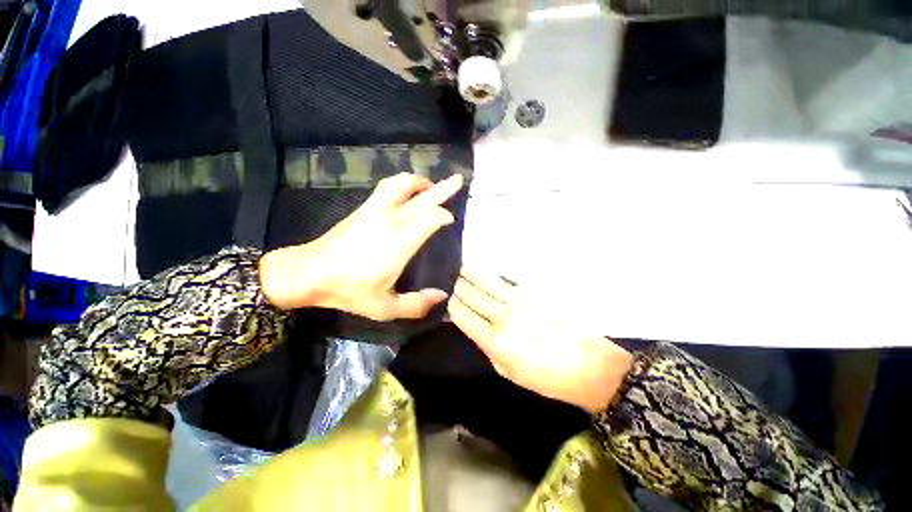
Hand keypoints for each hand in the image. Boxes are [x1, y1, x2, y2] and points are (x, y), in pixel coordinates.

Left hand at [260, 173, 463, 320]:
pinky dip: (404, 184)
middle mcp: (391, 220)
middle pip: (422, 197)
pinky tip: (408, 191)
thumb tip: (442, 296)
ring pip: (402, 184)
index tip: (451, 221)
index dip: (444, 216)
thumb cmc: (349, 290)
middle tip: (458, 181)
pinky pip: (388, 187)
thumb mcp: (385, 307)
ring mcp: (376, 210)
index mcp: (400, 242)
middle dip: (442, 189)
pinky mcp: (364, 208)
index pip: (431, 217)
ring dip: (420, 182)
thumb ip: (417, 304)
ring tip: (432, 185)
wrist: (309, 273)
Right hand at [447, 270, 633, 413]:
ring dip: (471, 273)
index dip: (452, 306)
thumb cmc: (546, 377)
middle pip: (471, 293)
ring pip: (486, 279)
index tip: (451, 302)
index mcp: (494, 341)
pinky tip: (488, 271)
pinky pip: (507, 277)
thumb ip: (486, 346)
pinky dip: (493, 273)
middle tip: (455, 283)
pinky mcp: (535, 291)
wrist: (589, 365)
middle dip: (459, 286)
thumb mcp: (508, 371)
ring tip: (463, 268)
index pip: (461, 314)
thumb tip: (473, 324)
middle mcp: (503, 316)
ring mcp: (520, 300)